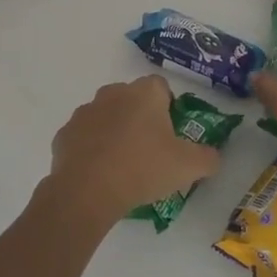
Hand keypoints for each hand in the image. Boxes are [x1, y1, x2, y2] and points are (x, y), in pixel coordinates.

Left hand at [36, 75, 223, 234]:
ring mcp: (85, 112)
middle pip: (131, 99)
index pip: (161, 86)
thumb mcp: (189, 167)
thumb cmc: (143, 168)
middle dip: (140, 118)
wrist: (88, 191)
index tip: (171, 134)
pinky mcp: (64, 134)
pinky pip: (84, 137)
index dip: (168, 107)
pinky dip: (91, 149)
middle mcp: (112, 93)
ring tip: (122, 165)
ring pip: (105, 116)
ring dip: (114, 132)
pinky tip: (99, 173)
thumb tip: (212, 156)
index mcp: (144, 93)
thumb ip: (208, 157)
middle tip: (150, 151)